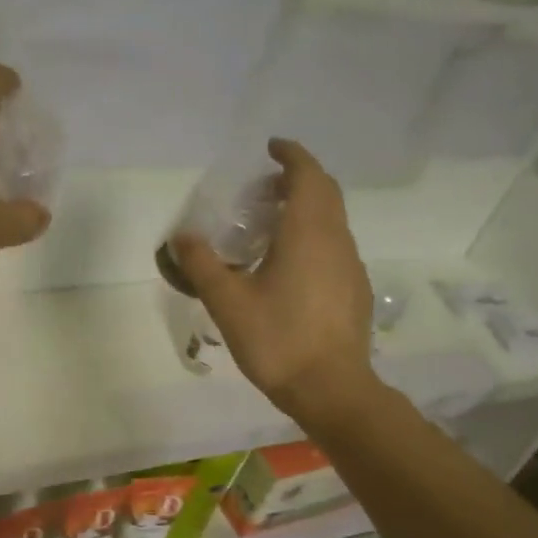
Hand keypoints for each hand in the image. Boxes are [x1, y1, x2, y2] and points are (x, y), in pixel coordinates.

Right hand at [172, 139, 379, 426]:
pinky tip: (290, 268)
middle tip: (263, 189)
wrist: (331, 388)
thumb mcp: (228, 302)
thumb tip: (181, 236)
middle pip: (324, 193)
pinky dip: (313, 237)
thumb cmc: (277, 339)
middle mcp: (336, 240)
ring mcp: (351, 266)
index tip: (271, 148)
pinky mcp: (355, 291)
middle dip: (297, 180)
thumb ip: (202, 265)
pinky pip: (334, 247)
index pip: (307, 175)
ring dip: (306, 210)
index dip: (291, 156)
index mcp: (308, 232)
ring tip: (270, 227)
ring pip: (332, 221)